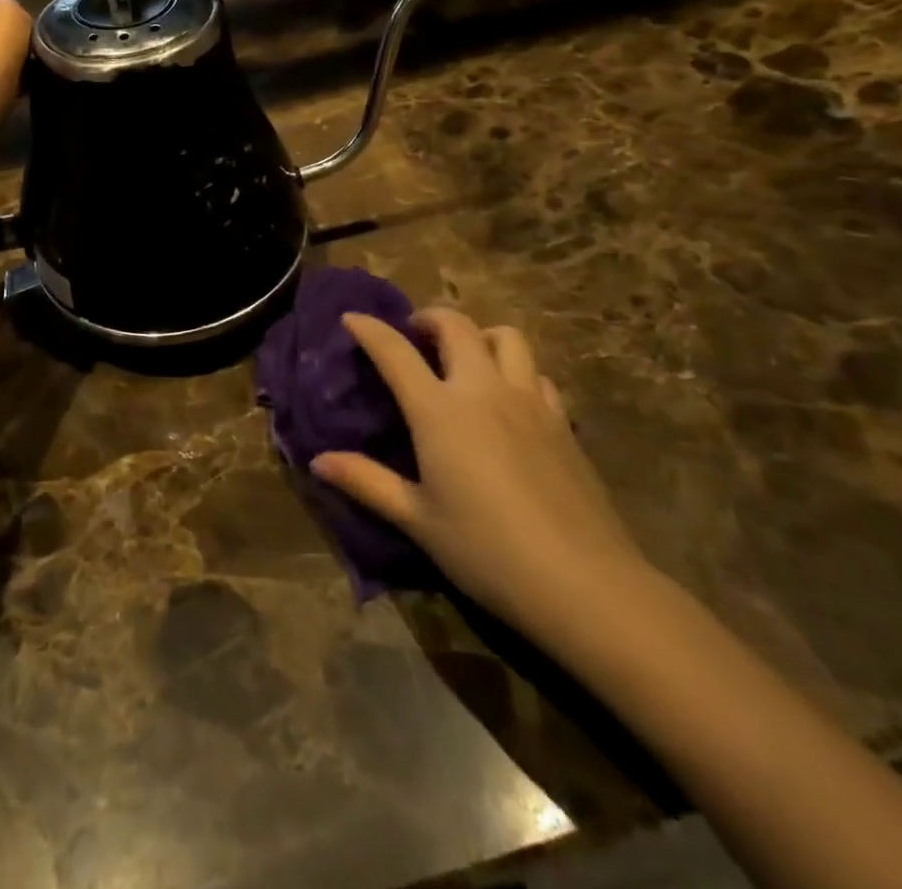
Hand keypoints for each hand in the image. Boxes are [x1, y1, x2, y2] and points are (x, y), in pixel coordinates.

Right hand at [313, 310, 649, 640]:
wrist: (584, 583)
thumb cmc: (487, 551)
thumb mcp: (417, 520)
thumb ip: (367, 482)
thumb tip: (318, 461)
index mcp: (439, 412)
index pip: (395, 352)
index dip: (370, 329)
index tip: (352, 318)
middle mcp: (483, 391)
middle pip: (456, 326)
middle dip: (429, 317)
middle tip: (414, 334)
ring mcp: (528, 402)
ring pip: (506, 337)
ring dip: (479, 334)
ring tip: (465, 356)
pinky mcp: (561, 421)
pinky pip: (537, 374)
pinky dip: (516, 370)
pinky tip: (509, 398)